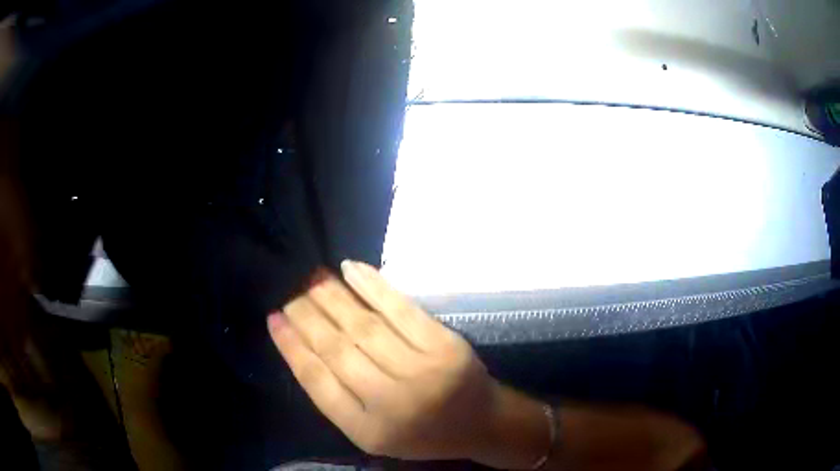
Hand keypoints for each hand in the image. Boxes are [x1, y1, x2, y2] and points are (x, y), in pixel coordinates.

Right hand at [267, 261, 529, 462]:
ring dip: (332, 298)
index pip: (317, 382)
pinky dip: (373, 287)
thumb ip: (338, 399)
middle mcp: (392, 403)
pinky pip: (401, 310)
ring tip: (312, 278)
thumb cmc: (421, 433)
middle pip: (337, 350)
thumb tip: (302, 347)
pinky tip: (350, 270)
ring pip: (364, 326)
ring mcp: (422, 371)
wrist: (481, 423)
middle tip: (290, 291)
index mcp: (368, 430)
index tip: (273, 318)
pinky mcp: (445, 346)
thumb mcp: (373, 432)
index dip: (291, 347)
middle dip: (307, 316)